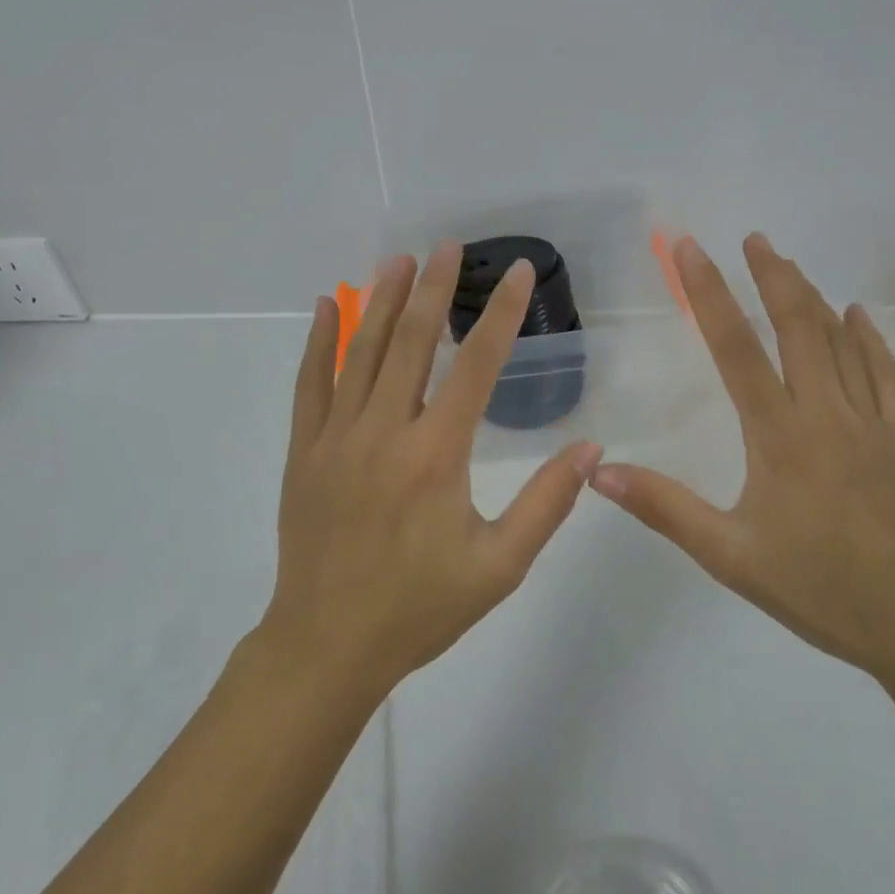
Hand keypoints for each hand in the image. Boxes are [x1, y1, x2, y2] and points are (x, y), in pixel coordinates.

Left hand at [261, 242, 601, 698]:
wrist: (327, 646)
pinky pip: (309, 383)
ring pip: (361, 353)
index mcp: (436, 456)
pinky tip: (329, 305)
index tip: (519, 272)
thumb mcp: (500, 566)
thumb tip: (590, 446)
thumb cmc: (420, 608)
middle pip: (412, 343)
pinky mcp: (304, 451)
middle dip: (435, 289)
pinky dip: (320, 340)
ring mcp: (336, 438)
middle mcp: (384, 432)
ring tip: (401, 259)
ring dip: (383, 301)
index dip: (502, 314)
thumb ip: (547, 503)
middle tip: (449, 246)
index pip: (476, 366)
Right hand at [591, 233, 894, 680]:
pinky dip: (870, 339)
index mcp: (780, 435)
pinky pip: (886, 375)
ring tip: (789, 264)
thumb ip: (664, 508)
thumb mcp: (729, 555)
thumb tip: (599, 472)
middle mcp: (826, 414)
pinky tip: (858, 316)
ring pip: (842, 342)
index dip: (709, 294)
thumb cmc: (819, 589)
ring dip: (813, 297)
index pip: (737, 349)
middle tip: (754, 238)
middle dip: (773, 276)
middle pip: (799, 327)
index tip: (690, 249)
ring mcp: (870, 424)